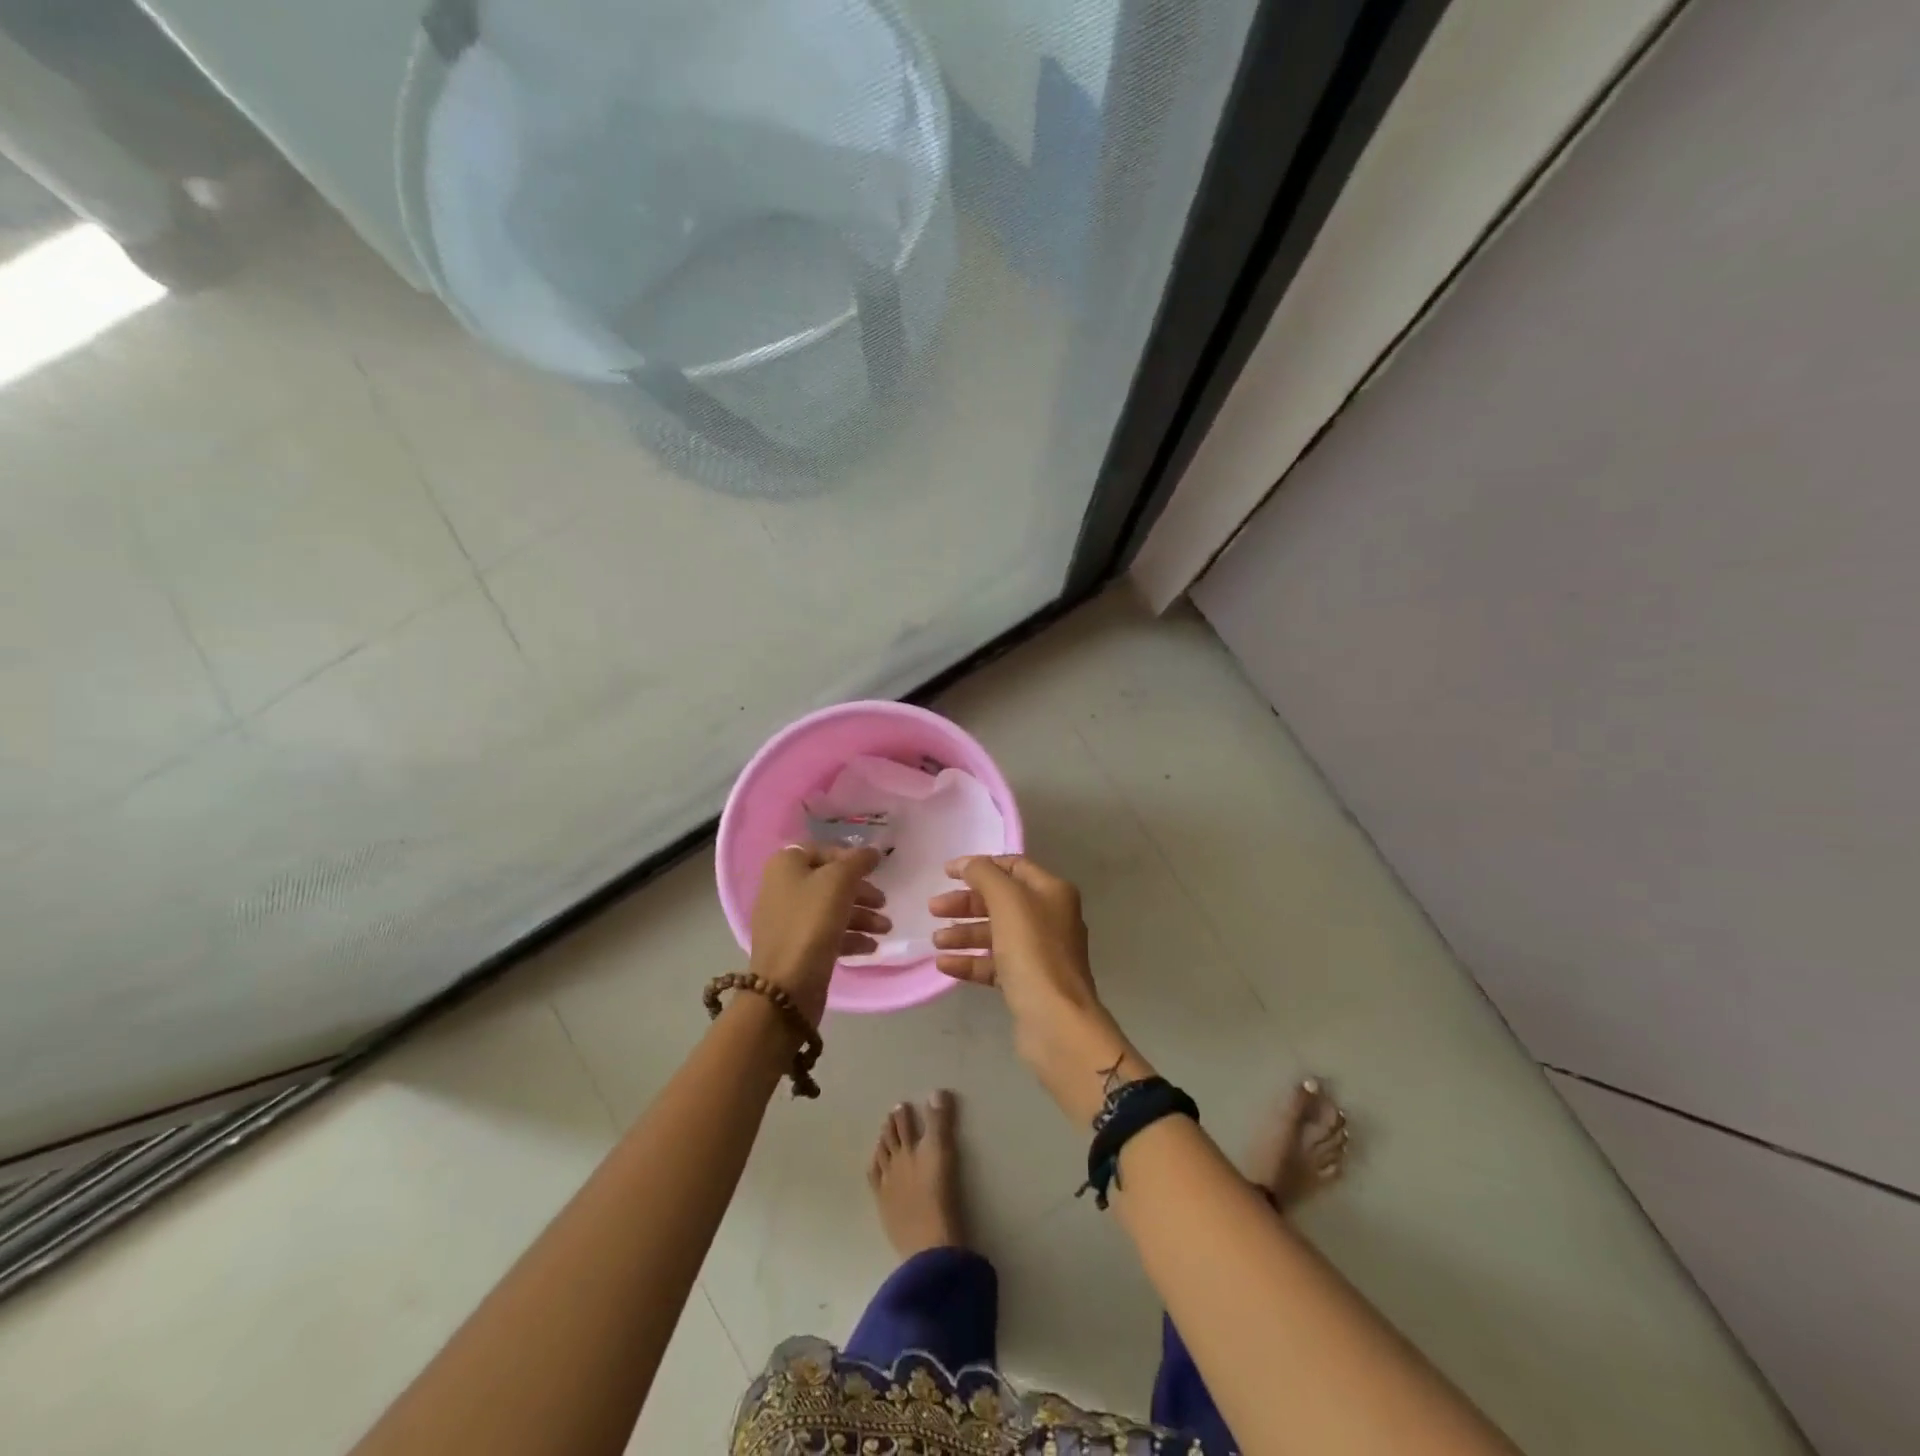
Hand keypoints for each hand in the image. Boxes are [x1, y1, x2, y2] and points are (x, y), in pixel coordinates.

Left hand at [748, 845, 888, 1024]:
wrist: (786, 986)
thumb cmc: (811, 921)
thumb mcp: (839, 881)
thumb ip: (859, 861)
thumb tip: (873, 851)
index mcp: (786, 866)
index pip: (823, 850)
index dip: (850, 856)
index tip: (874, 869)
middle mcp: (783, 888)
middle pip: (830, 881)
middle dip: (861, 892)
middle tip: (884, 902)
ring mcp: (789, 920)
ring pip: (832, 909)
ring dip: (862, 916)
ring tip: (885, 928)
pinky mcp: (798, 947)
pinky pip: (827, 933)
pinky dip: (850, 937)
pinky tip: (871, 947)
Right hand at [929, 855, 1151, 1123]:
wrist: (1056, 1020)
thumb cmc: (1032, 951)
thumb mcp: (1007, 901)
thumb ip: (984, 875)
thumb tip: (967, 864)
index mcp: (1052, 892)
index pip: (1013, 867)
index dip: (979, 866)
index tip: (946, 872)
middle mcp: (1049, 918)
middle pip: (1001, 901)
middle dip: (966, 903)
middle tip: (933, 909)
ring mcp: (1040, 952)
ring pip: (995, 933)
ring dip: (964, 933)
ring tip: (936, 940)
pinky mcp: (1028, 982)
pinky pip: (994, 964)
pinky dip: (970, 961)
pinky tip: (944, 965)